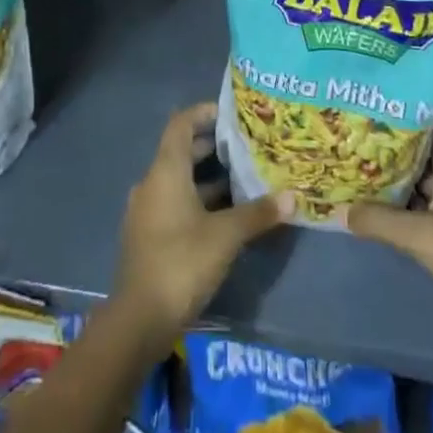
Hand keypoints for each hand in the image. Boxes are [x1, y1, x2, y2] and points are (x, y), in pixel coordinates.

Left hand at [113, 104, 288, 346]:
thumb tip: (293, 197)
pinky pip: (175, 203)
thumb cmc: (181, 262)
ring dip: (208, 177)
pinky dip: (198, 200)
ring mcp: (147, 211)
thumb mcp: (226, 236)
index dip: (204, 112)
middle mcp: (152, 183)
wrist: (139, 320)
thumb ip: (258, 213)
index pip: (181, 124)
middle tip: (246, 146)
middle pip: (181, 151)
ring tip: (243, 179)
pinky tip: (225, 215)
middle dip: (213, 147)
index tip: (231, 113)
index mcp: (165, 171)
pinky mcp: (149, 236)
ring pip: (179, 180)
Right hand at [343, 123, 432, 351]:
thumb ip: (381, 221)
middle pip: (425, 150)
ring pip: (425, 181)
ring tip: (359, 164)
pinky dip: (407, 205)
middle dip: (394, 140)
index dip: (414, 104)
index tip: (382, 94)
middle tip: (356, 129)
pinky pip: (428, 209)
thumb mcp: (424, 237)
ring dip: (398, 175)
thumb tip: (341, 208)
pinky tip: (381, 209)